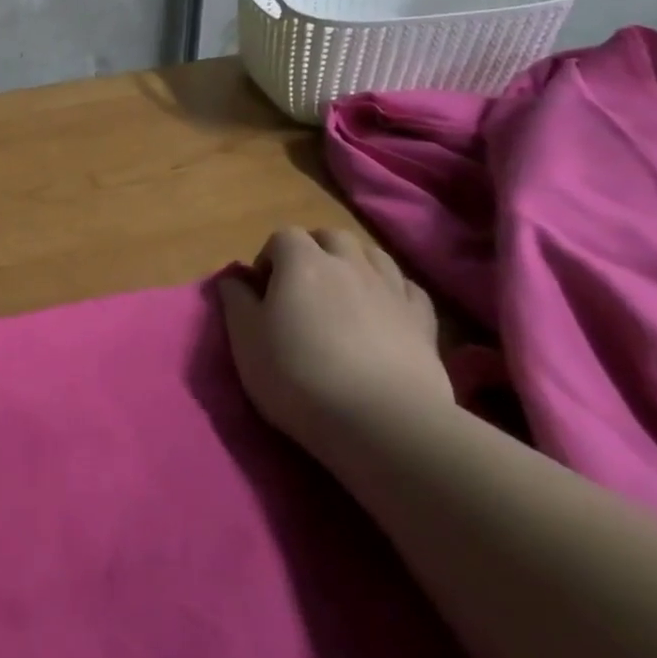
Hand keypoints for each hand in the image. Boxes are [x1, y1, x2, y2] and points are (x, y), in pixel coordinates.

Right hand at [217, 227, 450, 452]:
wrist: (381, 421)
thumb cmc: (298, 376)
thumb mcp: (246, 341)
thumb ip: (236, 302)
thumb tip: (233, 279)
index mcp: (302, 263)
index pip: (283, 236)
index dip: (270, 256)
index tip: (262, 289)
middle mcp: (348, 264)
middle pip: (331, 237)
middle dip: (314, 250)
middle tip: (301, 285)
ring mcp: (391, 289)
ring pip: (373, 255)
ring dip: (354, 263)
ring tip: (342, 294)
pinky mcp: (423, 321)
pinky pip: (408, 287)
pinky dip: (393, 289)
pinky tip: (384, 309)